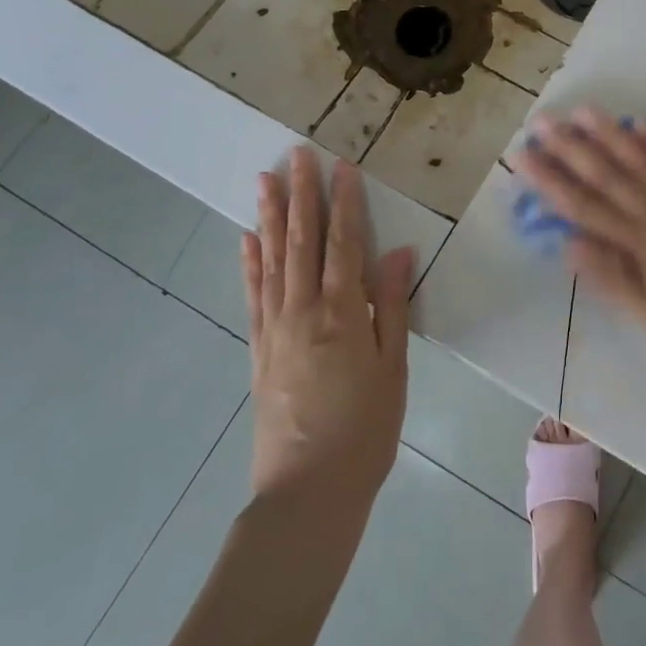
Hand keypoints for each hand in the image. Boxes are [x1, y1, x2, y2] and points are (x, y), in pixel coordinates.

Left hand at [244, 147, 416, 513]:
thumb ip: (393, 306)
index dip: (345, 203)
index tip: (343, 166)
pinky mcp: (258, 350)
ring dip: (271, 217)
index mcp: (342, 314)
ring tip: (265, 180)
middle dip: (302, 195)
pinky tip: (247, 239)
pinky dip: (249, 264)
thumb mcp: (393, 368)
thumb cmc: (365, 429)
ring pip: (273, 260)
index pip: (344, 244)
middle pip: (302, 241)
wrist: (307, 491)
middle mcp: (303, 311)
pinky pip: (252, 296)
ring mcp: (274, 329)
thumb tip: (399, 251)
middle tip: (296, 155)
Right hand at [518, 109, 645, 369]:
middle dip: (572, 148)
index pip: (584, 207)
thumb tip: (568, 243)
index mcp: (639, 246)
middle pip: (609, 176)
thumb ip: (611, 278)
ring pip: (645, 161)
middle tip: (543, 120)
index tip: (523, 155)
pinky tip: (644, 124)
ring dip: (613, 135)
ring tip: (585, 111)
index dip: (550, 181)